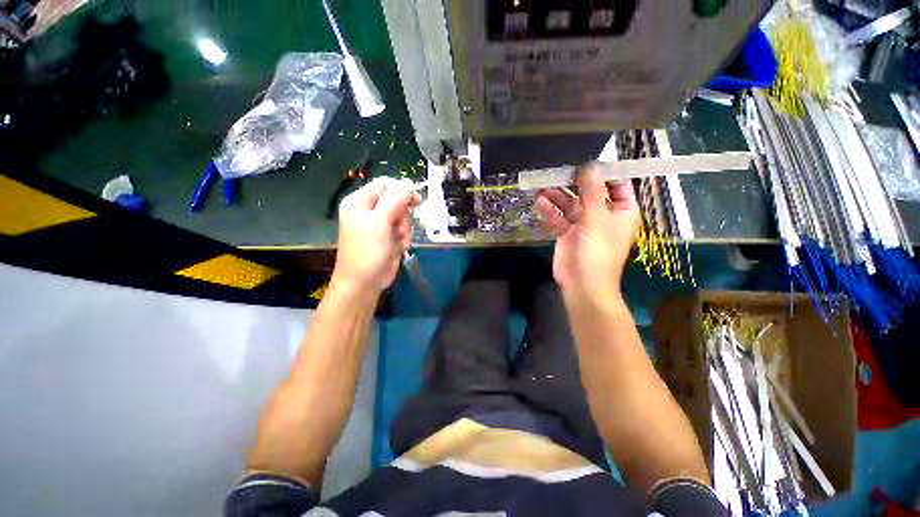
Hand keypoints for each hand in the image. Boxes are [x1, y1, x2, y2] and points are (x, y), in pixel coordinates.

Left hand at [332, 177, 418, 294]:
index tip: (416, 201)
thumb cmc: (367, 252)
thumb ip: (394, 201)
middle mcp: (369, 210)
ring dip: (404, 230)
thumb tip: (408, 183)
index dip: (401, 190)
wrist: (364, 283)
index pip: (384, 185)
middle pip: (396, 201)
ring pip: (403, 217)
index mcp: (359, 202)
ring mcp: (379, 224)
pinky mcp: (387, 236)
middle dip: (402, 216)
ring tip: (397, 242)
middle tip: (399, 229)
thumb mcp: (380, 223)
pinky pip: (403, 230)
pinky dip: (403, 239)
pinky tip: (398, 248)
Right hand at [534, 165, 639, 302]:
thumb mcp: (597, 219)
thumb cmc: (598, 252)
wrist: (582, 285)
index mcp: (621, 211)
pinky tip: (539, 200)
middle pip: (589, 192)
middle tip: (559, 170)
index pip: (618, 185)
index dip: (604, 173)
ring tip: (543, 184)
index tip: (587, 160)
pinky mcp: (566, 233)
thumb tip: (590, 166)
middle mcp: (602, 215)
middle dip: (574, 182)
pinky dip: (549, 210)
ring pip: (570, 204)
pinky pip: (558, 217)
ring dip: (557, 195)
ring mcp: (582, 224)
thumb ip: (592, 192)